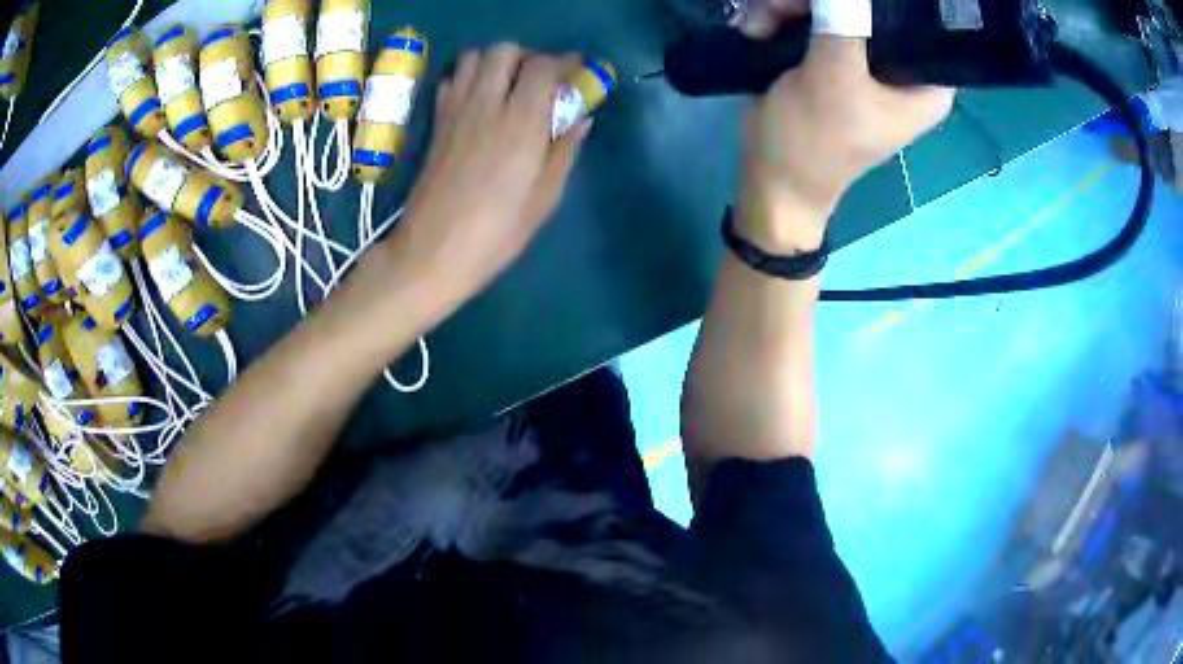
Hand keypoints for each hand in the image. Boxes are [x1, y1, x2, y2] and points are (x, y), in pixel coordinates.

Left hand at [370, 45, 589, 310]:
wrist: (432, 251)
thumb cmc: (496, 232)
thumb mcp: (545, 197)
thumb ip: (565, 149)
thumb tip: (581, 118)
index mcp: (520, 122)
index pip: (543, 67)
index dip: (565, 63)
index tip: (577, 72)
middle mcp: (486, 104)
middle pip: (505, 51)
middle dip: (528, 57)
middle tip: (540, 81)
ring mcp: (455, 110)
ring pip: (474, 58)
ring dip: (495, 63)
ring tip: (508, 87)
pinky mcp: (436, 122)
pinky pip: (451, 80)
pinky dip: (468, 78)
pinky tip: (479, 102)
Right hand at [735, 1, 954, 250]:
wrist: (772, 176)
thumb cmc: (814, 140)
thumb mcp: (834, 78)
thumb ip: (845, 22)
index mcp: (925, 85)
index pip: (922, 24)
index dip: (891, 4)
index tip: (850, 4)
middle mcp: (901, 68)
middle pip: (874, 8)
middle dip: (826, 2)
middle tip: (786, 7)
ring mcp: (865, 59)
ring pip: (837, 7)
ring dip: (793, 7)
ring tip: (764, 21)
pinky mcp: (833, 57)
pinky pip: (813, 17)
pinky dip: (783, 17)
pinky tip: (761, 27)